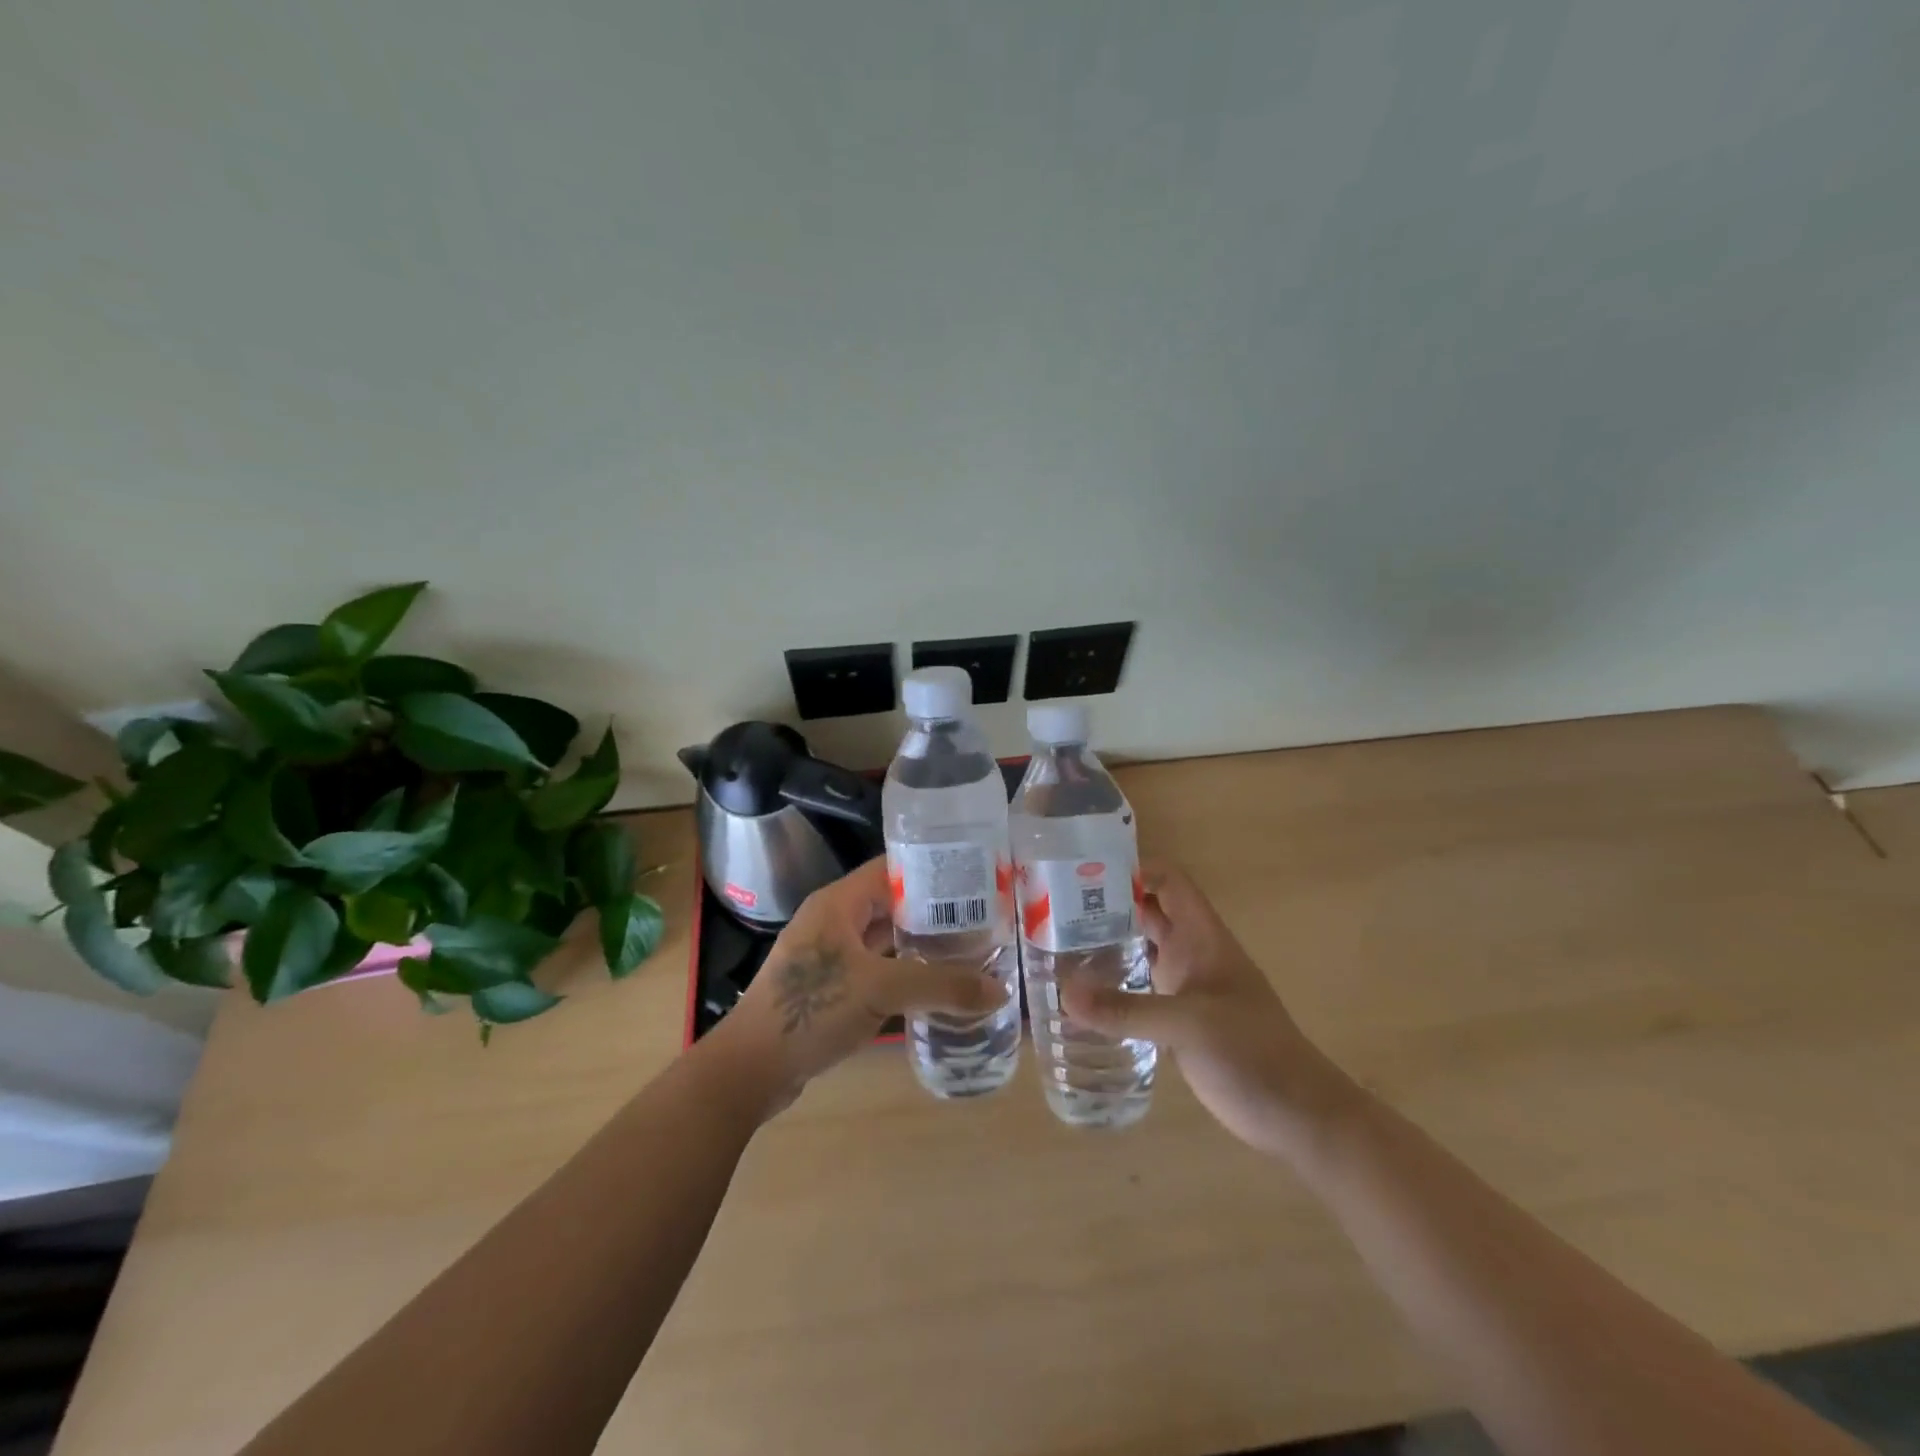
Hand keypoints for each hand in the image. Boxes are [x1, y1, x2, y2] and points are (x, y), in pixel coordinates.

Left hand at [705, 857, 1005, 1120]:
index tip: (974, 879)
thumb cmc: (810, 1011)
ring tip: (968, 948)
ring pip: (884, 939)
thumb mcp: (880, 990)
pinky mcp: (831, 988)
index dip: (931, 871)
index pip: (891, 869)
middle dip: (934, 911)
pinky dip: (904, 972)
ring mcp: (830, 956)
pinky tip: (935, 986)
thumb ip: (941, 986)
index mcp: (838, 902)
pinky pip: (876, 968)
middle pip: (891, 904)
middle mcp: (834, 921)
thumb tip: (1000, 991)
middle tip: (982, 918)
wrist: (751, 1069)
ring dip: (920, 944)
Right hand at [1062, 864, 1361, 1159]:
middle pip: (1147, 913)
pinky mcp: (1178, 1022)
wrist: (1297, 1116)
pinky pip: (1138, 990)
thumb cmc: (1253, 1054)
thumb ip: (1128, 1010)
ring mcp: (1186, 988)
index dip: (1133, 870)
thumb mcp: (1189, 1026)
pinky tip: (1079, 997)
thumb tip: (1065, 994)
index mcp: (1203, 938)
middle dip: (1107, 906)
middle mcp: (1192, 954)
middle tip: (1052, 910)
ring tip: (1054, 946)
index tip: (1084, 875)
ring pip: (1141, 951)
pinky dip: (1112, 986)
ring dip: (1106, 945)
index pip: (1169, 882)